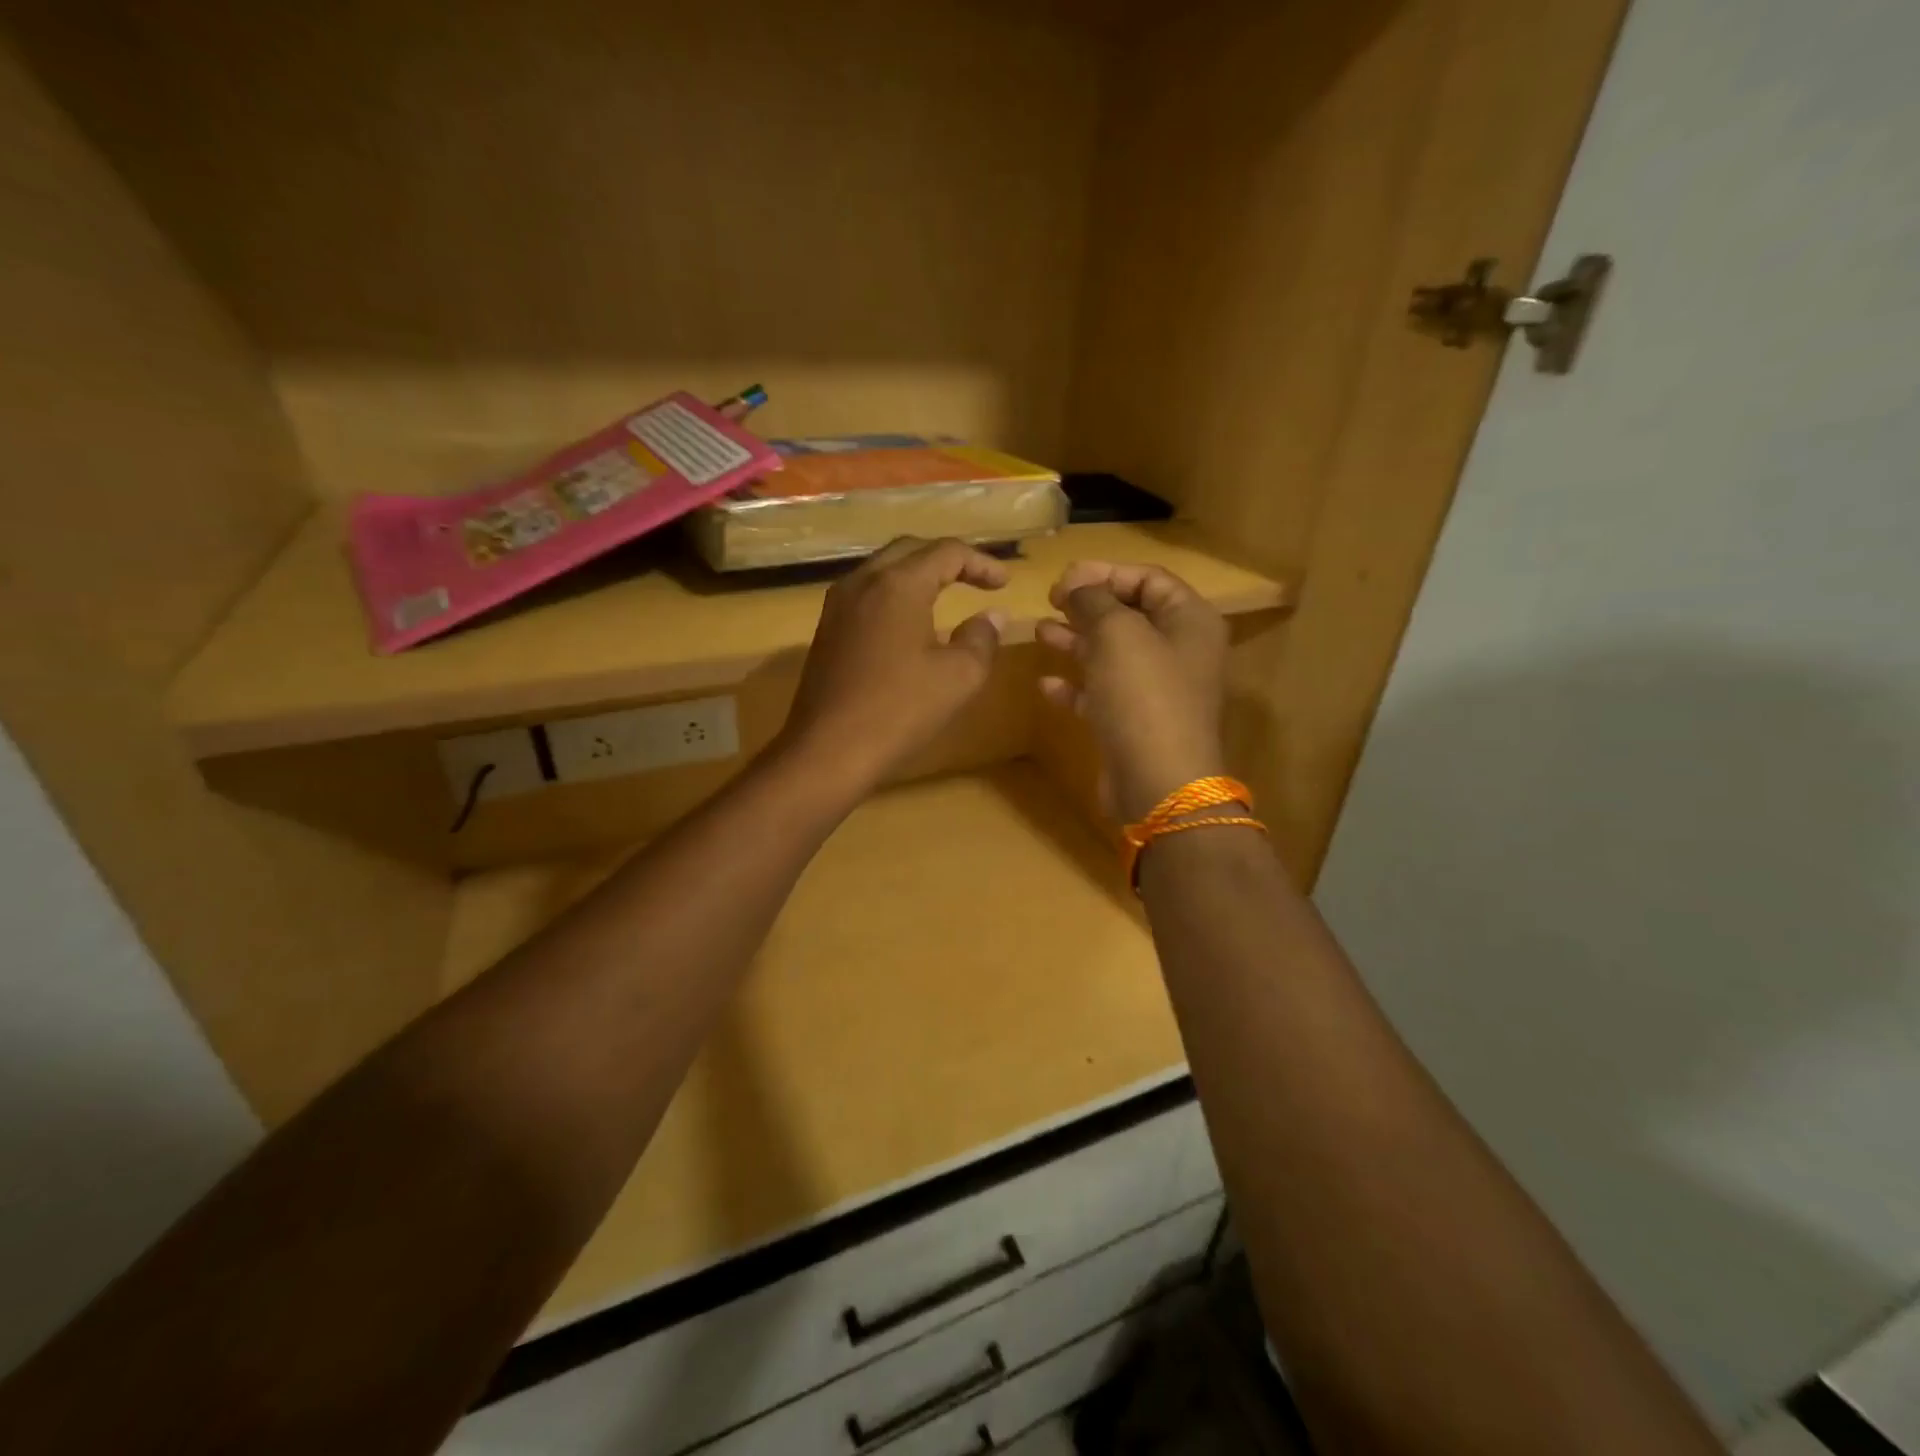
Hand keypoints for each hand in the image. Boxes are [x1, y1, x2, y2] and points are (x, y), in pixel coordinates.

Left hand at [778, 537, 1008, 796]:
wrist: (828, 751)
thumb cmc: (900, 710)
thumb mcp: (959, 676)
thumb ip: (981, 638)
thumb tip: (992, 617)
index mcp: (898, 584)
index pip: (947, 552)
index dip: (982, 563)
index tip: (1005, 584)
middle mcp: (862, 582)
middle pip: (910, 550)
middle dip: (947, 560)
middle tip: (976, 580)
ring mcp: (837, 606)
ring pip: (883, 570)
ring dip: (917, 575)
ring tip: (945, 595)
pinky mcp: (826, 631)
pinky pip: (866, 595)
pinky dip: (895, 596)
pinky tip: (909, 623)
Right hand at [1036, 562, 1229, 821]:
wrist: (1158, 783)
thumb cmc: (1143, 697)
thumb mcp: (1116, 635)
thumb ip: (1094, 600)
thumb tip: (1078, 584)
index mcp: (1189, 621)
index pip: (1149, 579)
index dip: (1105, 573)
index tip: (1062, 579)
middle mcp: (1179, 652)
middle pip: (1130, 615)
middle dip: (1088, 606)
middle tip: (1050, 601)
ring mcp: (1158, 691)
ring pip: (1113, 654)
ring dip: (1076, 640)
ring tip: (1039, 631)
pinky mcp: (1135, 723)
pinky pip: (1103, 693)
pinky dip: (1076, 685)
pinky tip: (1046, 684)